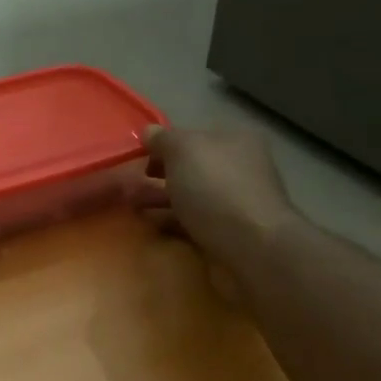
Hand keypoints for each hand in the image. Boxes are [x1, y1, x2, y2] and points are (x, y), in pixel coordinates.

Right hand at [133, 125, 298, 270]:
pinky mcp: (229, 233)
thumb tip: (148, 133)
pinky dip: (171, 222)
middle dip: (159, 175)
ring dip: (160, 200)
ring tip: (131, 207)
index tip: (138, 158)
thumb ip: (163, 139)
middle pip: (191, 168)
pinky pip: (192, 223)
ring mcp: (236, 202)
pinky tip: (151, 226)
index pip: (194, 136)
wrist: (251, 247)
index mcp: (235, 140)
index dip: (164, 145)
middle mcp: (240, 167)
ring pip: (190, 196)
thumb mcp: (183, 150)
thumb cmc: (215, 188)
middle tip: (129, 185)